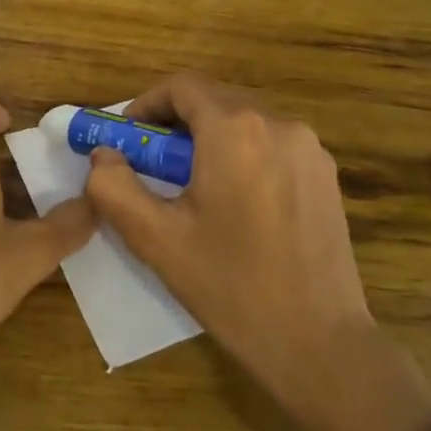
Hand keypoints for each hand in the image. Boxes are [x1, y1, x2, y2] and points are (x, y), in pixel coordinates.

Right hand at [82, 73, 430, 430]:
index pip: (181, 86)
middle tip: (151, 167)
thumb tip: (104, 156)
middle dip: (175, 124)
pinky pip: (271, 145)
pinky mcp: (326, 175)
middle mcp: (279, 124)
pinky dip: (242, 156)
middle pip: (213, 100)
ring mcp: (310, 148)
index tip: (127, 140)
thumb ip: (114, 187)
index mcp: (235, 130)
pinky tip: (234, 204)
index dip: (146, 106)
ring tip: (191, 190)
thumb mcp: (155, 238)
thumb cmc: (230, 286)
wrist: (319, 343)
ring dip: (209, 140)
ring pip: (244, 122)